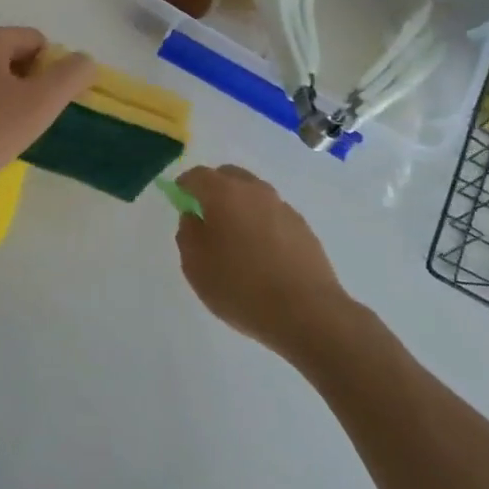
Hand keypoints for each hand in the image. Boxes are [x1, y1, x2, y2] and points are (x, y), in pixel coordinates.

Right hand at [175, 165, 348, 359]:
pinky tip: (261, 254)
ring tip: (235, 239)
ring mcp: (283, 207)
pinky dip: (261, 224)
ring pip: (254, 195)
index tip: (180, 202)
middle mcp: (255, 191)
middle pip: (229, 176)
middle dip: (214, 189)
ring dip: (240, 206)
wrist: (308, 313)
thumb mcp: (196, 266)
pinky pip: (272, 215)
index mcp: (224, 193)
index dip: (185, 186)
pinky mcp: (303, 228)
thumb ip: (188, 234)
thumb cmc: (241, 288)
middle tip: (206, 217)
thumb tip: (194, 217)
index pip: (198, 175)